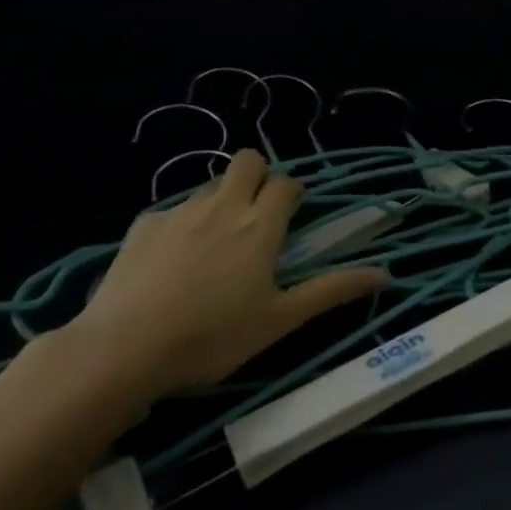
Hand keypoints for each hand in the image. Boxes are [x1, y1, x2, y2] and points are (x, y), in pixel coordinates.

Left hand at [64, 149, 386, 405]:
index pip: (286, 184)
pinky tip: (172, 263)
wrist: (124, 348)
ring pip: (210, 185)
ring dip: (222, 200)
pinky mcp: (142, 225)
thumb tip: (386, 273)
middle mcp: (222, 206)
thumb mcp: (280, 320)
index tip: (291, 215)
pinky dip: (183, 224)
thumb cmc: (213, 337)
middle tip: (256, 216)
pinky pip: (172, 209)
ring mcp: (179, 212)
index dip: (293, 192)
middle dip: (258, 175)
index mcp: (260, 226)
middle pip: (248, 161)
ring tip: (215, 245)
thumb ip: (332, 291)